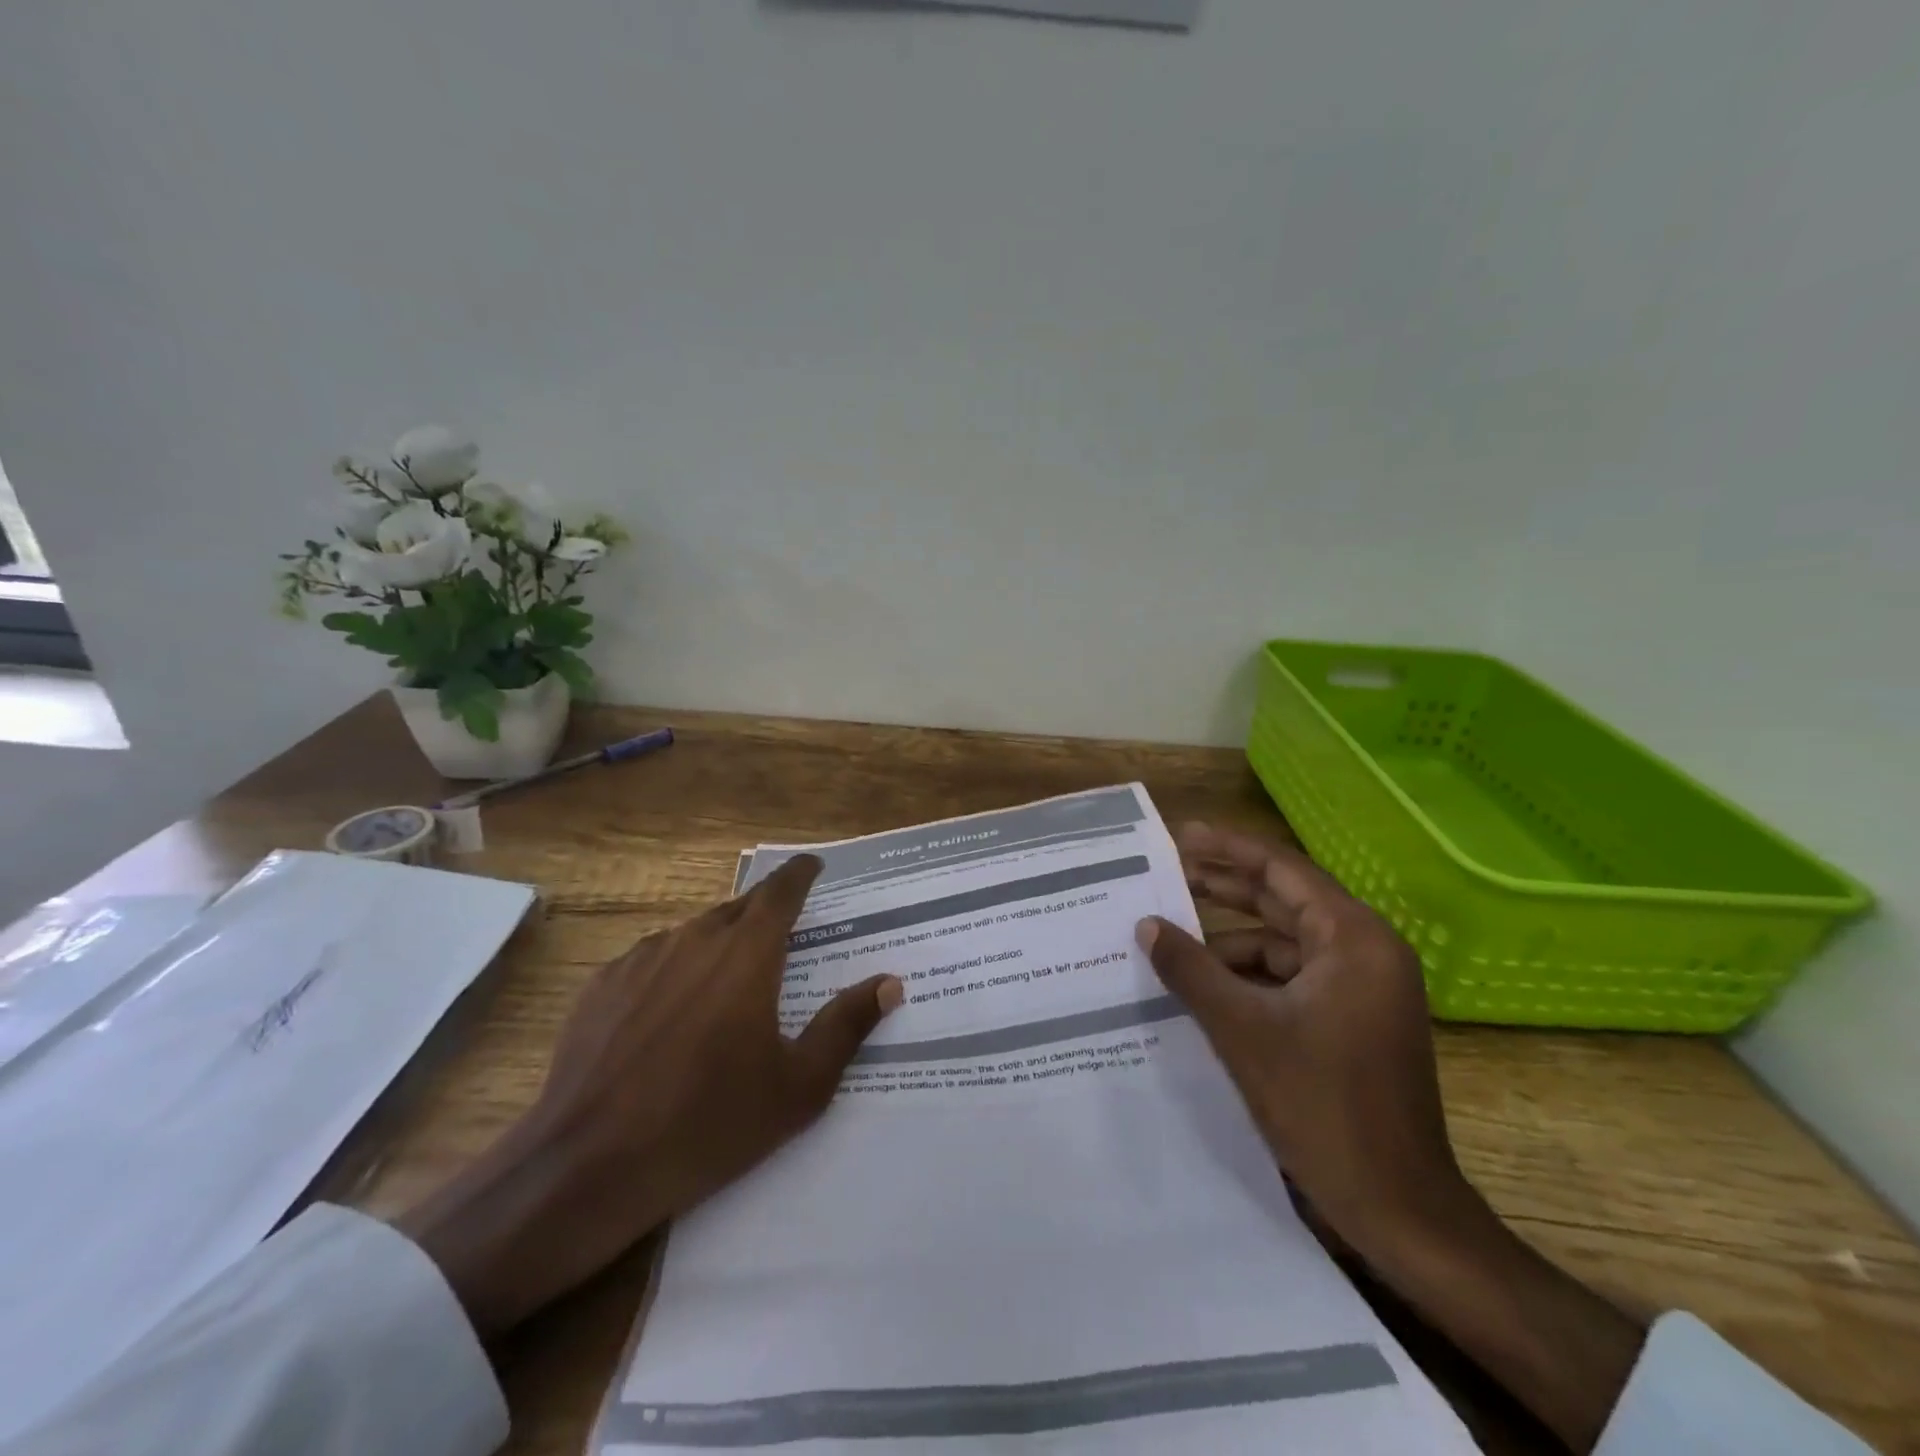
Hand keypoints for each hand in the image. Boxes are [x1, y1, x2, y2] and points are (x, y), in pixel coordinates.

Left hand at [398, 855, 901, 1339]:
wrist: (588, 1167)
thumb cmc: (709, 1123)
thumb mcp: (798, 1086)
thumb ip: (848, 1025)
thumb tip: (890, 982)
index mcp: (747, 954)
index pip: (781, 891)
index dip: (800, 873)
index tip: (813, 865)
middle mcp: (695, 939)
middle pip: (738, 908)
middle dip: (763, 913)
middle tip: (780, 938)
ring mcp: (642, 958)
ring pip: (693, 933)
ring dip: (717, 944)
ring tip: (725, 984)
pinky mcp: (602, 984)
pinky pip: (651, 959)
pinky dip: (673, 969)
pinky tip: (668, 1013)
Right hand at [1138, 822, 1467, 1260]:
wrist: (1398, 1208)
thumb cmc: (1323, 1107)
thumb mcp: (1243, 1030)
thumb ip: (1191, 969)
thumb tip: (1147, 925)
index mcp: (1353, 939)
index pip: (1282, 870)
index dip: (1228, 849)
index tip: (1182, 835)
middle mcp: (1364, 951)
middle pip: (1284, 899)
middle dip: (1225, 886)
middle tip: (1169, 870)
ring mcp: (1361, 987)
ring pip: (1285, 941)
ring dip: (1231, 938)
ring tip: (1174, 936)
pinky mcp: (1352, 1019)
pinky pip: (1292, 976)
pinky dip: (1249, 975)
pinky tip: (1206, 985)